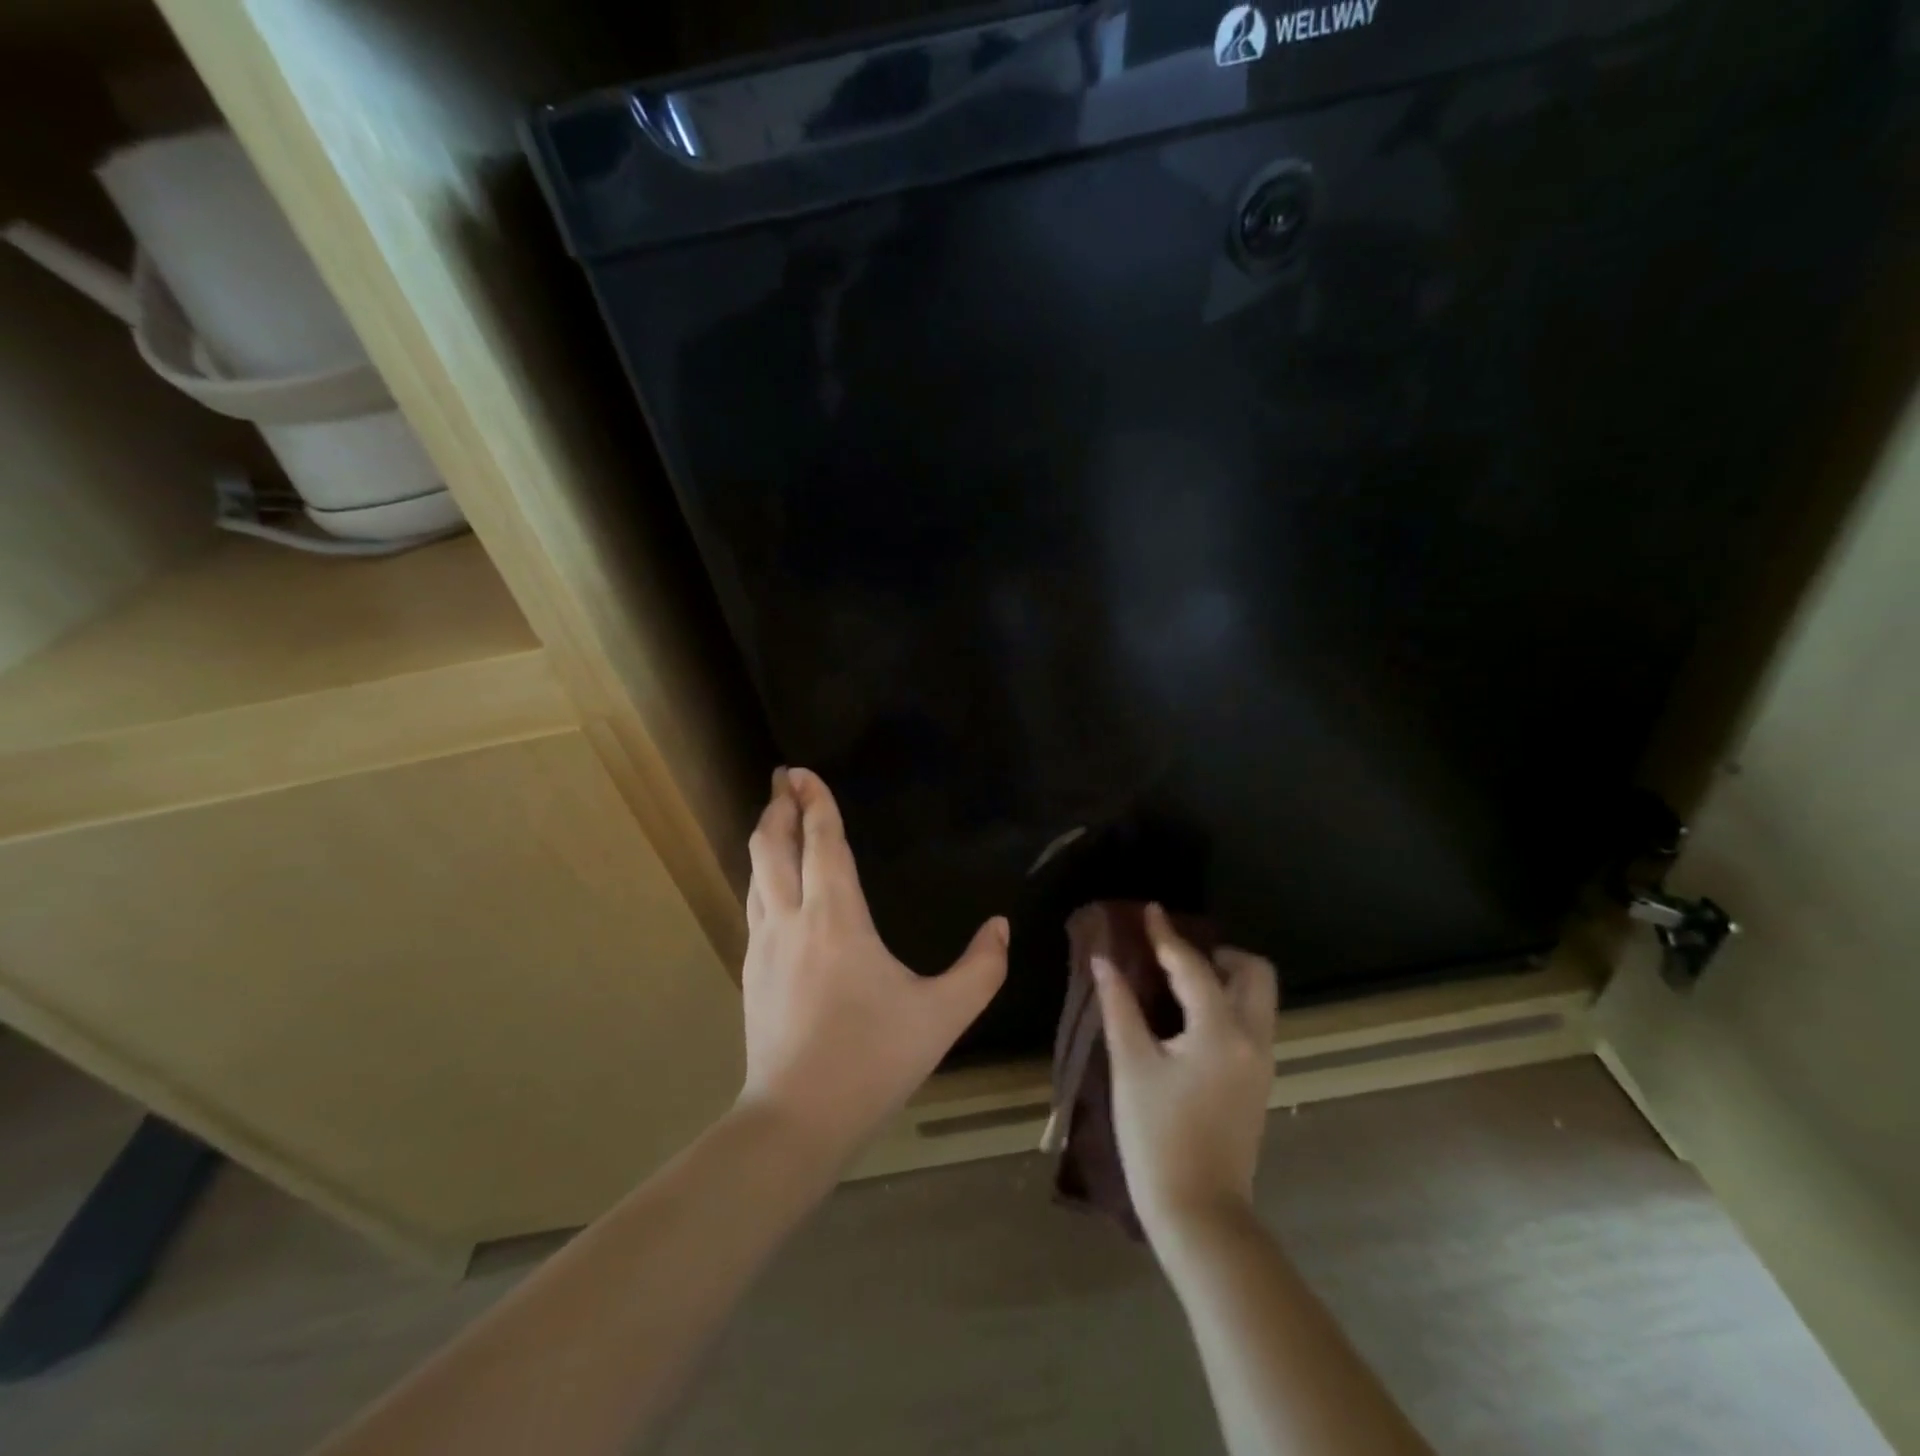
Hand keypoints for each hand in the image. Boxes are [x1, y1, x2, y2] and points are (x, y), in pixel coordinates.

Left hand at [737, 768, 1007, 1164]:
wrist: (796, 1118)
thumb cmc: (872, 1058)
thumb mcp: (943, 1016)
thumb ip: (981, 968)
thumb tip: (1000, 926)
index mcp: (836, 918)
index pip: (822, 843)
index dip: (815, 803)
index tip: (803, 771)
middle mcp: (792, 919)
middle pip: (773, 846)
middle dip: (779, 807)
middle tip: (784, 780)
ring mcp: (763, 945)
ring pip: (756, 873)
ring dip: (766, 838)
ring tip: (775, 818)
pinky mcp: (751, 971)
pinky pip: (754, 903)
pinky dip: (763, 875)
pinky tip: (772, 884)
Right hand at [1093, 904, 1278, 1247]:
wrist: (1199, 1212)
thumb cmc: (1157, 1137)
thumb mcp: (1131, 1066)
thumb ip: (1119, 1006)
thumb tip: (1103, 960)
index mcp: (1220, 1031)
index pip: (1193, 966)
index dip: (1167, 935)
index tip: (1150, 910)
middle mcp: (1253, 1039)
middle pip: (1253, 972)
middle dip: (1218, 953)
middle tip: (1176, 956)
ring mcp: (1262, 1062)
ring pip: (1258, 997)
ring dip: (1226, 977)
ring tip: (1180, 981)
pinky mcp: (1259, 1081)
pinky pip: (1252, 1021)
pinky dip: (1228, 1002)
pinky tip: (1190, 1015)